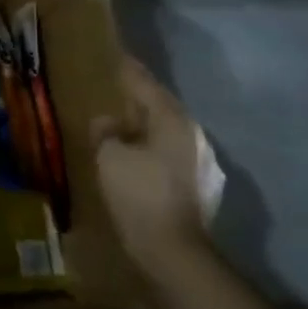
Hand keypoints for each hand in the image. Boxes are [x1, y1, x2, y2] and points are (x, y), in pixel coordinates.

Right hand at [94, 55, 212, 280]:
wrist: (174, 251)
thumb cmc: (139, 194)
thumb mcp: (109, 156)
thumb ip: (105, 132)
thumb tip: (107, 122)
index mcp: (172, 120)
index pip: (146, 84)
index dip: (128, 71)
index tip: (117, 57)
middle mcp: (192, 135)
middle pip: (161, 107)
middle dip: (140, 98)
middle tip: (117, 89)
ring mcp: (201, 162)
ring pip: (168, 132)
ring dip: (147, 125)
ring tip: (124, 124)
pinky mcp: (200, 186)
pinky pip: (171, 154)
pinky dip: (153, 148)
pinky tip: (137, 156)